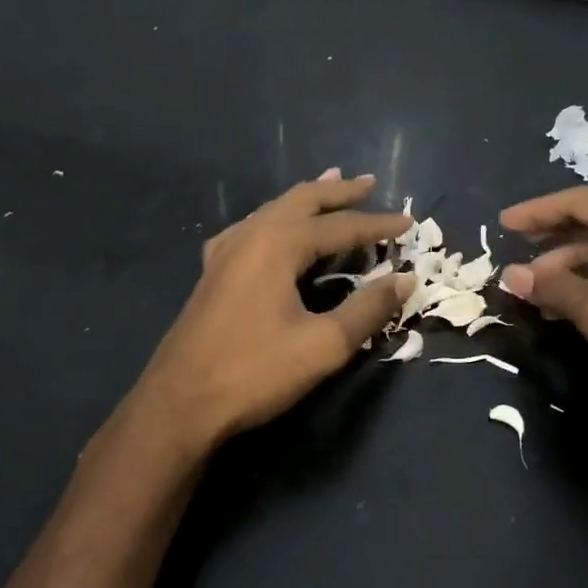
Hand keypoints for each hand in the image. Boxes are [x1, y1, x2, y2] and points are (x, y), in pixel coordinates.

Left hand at [133, 171, 413, 453]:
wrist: (179, 404)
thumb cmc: (255, 371)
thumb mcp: (323, 345)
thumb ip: (367, 309)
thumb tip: (405, 279)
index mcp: (278, 244)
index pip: (340, 226)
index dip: (376, 224)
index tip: (408, 222)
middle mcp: (250, 236)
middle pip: (301, 201)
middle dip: (337, 193)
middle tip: (367, 183)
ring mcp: (225, 252)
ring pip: (272, 210)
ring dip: (305, 199)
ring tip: (328, 185)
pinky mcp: (212, 273)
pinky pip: (251, 229)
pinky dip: (275, 218)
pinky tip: (272, 228)